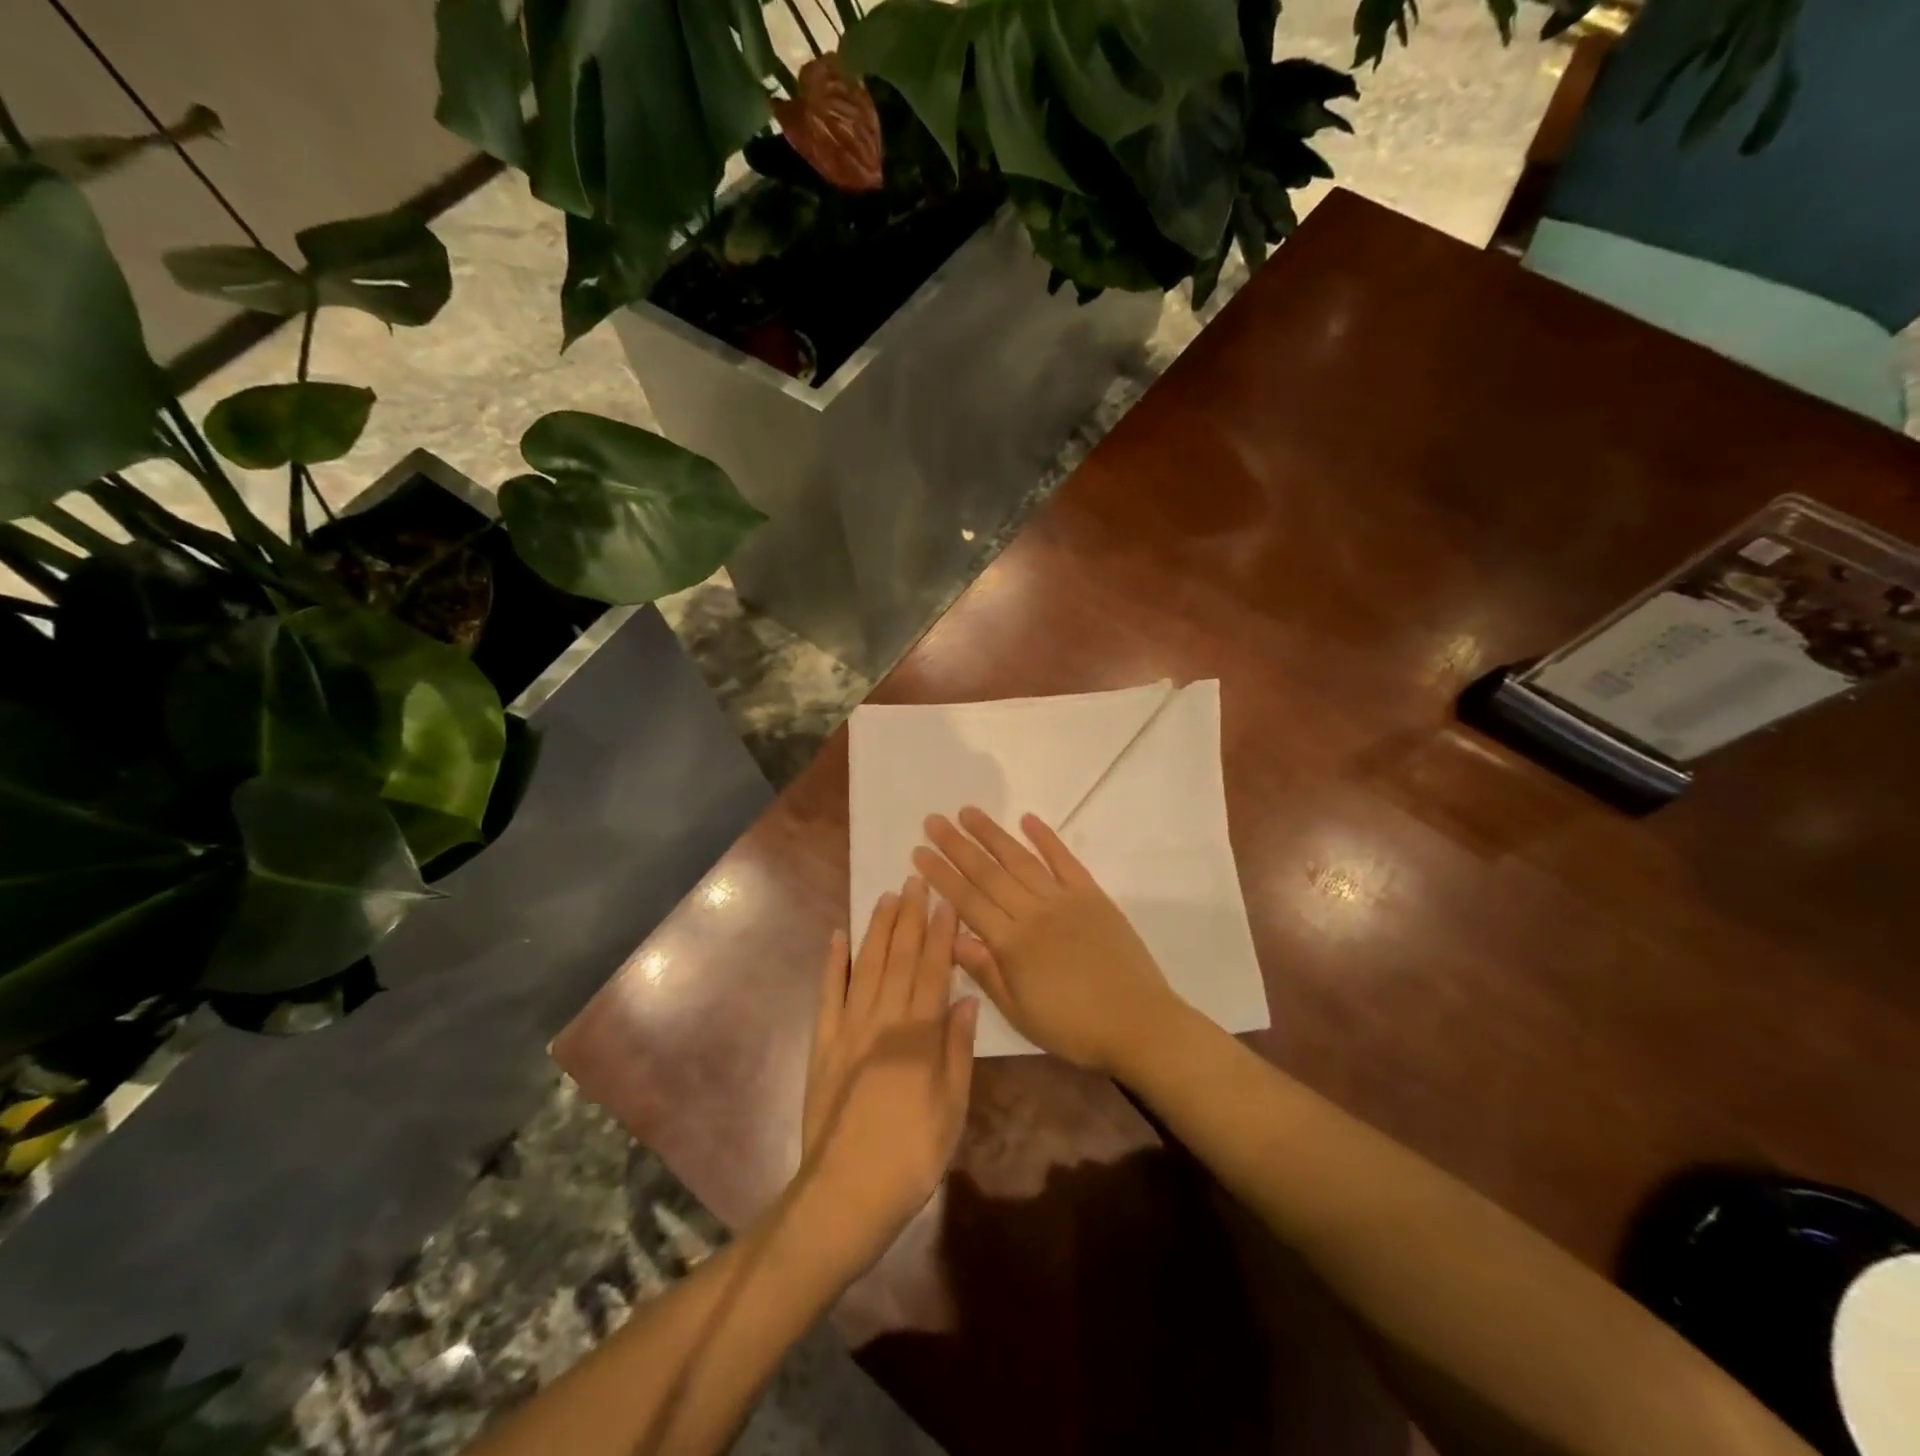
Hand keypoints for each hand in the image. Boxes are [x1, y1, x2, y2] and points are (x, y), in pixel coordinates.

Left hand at [798, 878, 977, 1272]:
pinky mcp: (823, 1044)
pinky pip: (828, 995)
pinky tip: (838, 937)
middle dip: (910, 918)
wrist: (845, 1193)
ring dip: (878, 930)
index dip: (941, 933)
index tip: (946, 901)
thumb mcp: (951, 1109)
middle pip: (899, 959)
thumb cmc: (911, 1156)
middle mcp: (882, 1020)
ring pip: (866, 967)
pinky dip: (833, 964)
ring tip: (888, 897)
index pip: (933, 971)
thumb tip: (967, 999)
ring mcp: (848, 1029)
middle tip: (916, 880)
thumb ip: (958, 1050)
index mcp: (917, 1035)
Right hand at [913, 808, 1177, 1076]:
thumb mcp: (1020, 1012)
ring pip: (1020, 859)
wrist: (1138, 1023)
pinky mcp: (1092, 895)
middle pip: (988, 873)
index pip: (967, 901)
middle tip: (933, 820)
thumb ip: (986, 971)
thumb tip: (952, 938)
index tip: (919, 851)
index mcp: (1012, 943)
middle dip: (957, 845)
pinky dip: (1046, 838)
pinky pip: (1065, 861)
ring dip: (992, 834)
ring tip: (968, 812)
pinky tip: (1027, 819)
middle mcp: (1033, 912)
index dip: (941, 875)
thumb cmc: (1073, 1027)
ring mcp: (1064, 900)